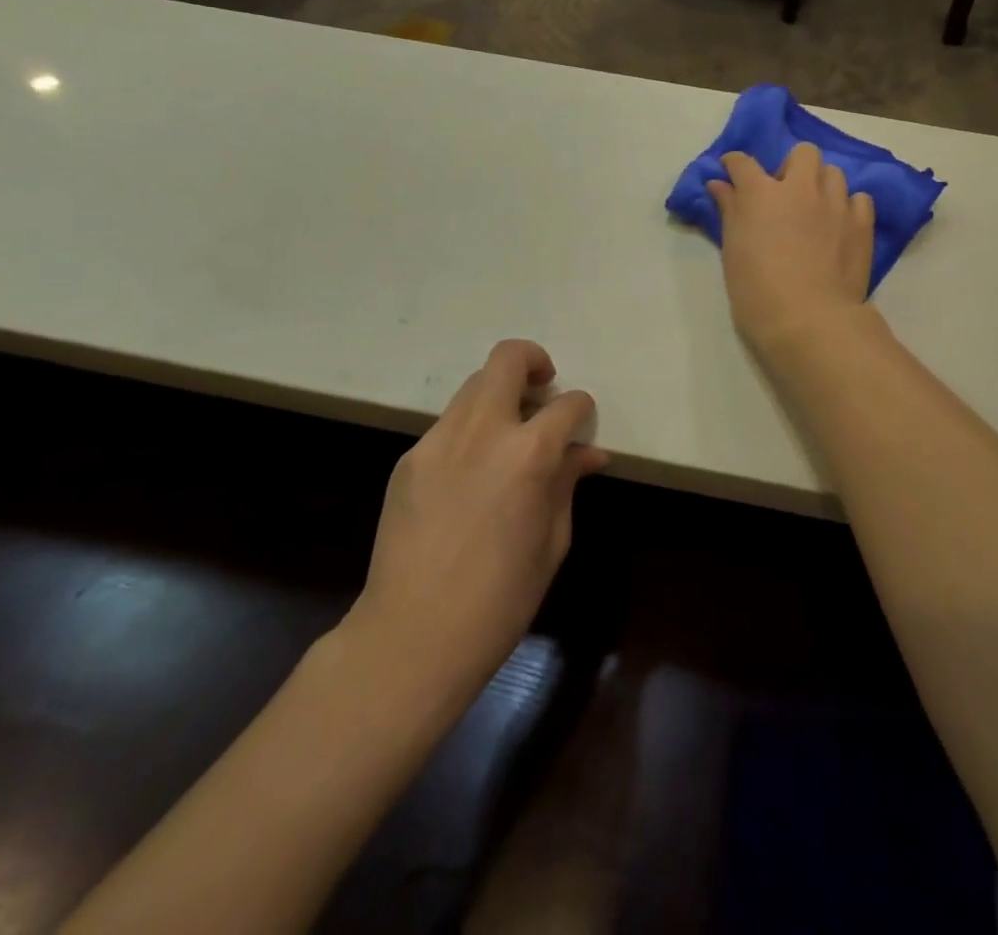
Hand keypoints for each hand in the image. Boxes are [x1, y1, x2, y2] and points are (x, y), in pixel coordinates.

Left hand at [343, 340, 605, 704]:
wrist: (412, 637)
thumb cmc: (501, 599)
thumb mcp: (552, 541)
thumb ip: (567, 483)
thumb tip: (588, 453)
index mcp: (528, 453)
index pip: (566, 404)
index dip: (581, 409)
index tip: (582, 425)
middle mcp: (482, 431)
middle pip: (507, 360)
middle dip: (533, 362)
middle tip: (543, 390)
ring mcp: (438, 441)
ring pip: (474, 386)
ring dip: (499, 396)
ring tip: (509, 434)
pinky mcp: (409, 459)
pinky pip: (448, 425)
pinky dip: (470, 431)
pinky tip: (472, 473)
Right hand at [708, 143, 876, 355]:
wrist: (809, 320)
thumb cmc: (757, 291)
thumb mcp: (733, 251)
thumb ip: (729, 211)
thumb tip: (718, 184)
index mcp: (761, 194)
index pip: (743, 163)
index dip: (734, 164)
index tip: (731, 171)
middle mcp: (801, 188)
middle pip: (802, 153)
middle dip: (792, 166)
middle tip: (784, 195)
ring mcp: (835, 203)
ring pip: (833, 172)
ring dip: (821, 184)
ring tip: (815, 209)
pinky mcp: (861, 223)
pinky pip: (859, 198)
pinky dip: (848, 205)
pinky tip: (840, 224)